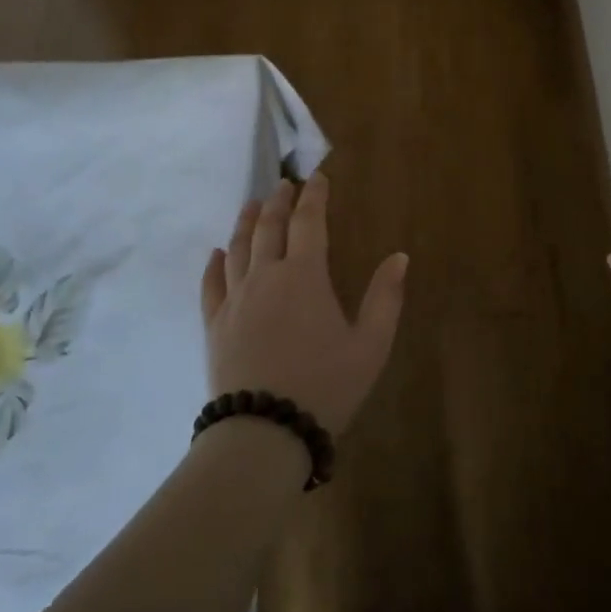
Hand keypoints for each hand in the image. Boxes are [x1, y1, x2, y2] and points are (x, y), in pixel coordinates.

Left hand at [199, 173, 406, 434]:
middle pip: (269, 227)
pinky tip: (216, 253)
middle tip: (284, 184)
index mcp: (304, 276)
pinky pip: (211, 284)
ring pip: (238, 248)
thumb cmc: (325, 387)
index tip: (317, 178)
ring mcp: (235, 300)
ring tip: (252, 205)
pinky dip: (214, 263)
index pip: (308, 222)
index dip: (314, 196)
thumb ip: (385, 298)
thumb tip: (399, 257)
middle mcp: (265, 277)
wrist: (264, 433)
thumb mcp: (370, 346)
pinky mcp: (214, 325)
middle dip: (278, 201)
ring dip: (246, 222)